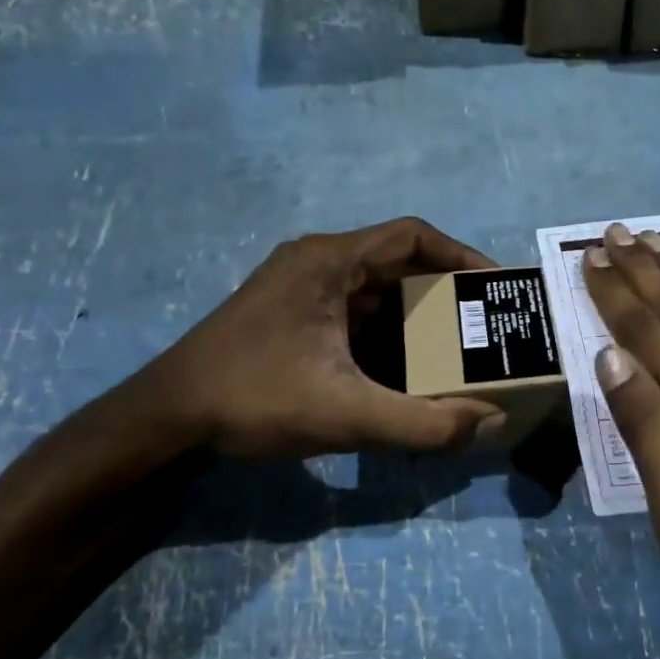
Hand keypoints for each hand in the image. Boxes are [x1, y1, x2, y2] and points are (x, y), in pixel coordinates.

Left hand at [147, 217, 505, 459]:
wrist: (164, 420)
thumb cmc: (252, 399)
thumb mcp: (346, 414)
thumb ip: (423, 423)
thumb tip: (490, 422)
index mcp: (330, 261)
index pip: (412, 235)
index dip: (461, 256)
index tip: (495, 288)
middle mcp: (318, 263)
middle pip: (399, 264)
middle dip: (445, 294)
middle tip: (484, 326)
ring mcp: (301, 288)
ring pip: (377, 292)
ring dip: (417, 318)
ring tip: (457, 350)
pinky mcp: (292, 315)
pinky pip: (356, 314)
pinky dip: (389, 336)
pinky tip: (407, 371)